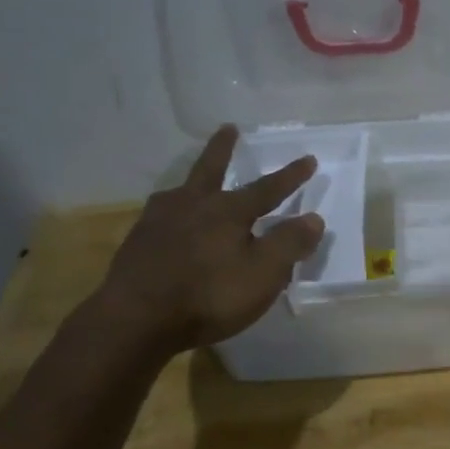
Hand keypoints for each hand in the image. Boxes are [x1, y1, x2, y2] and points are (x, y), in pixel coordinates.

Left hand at [95, 126, 324, 352]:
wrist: (135, 320)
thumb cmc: (209, 295)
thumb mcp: (263, 273)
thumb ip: (290, 243)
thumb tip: (314, 218)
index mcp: (228, 211)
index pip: (267, 189)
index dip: (290, 176)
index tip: (308, 159)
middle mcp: (192, 206)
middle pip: (210, 169)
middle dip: (223, 149)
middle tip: (228, 128)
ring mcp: (158, 222)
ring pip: (179, 193)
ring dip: (190, 184)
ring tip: (192, 186)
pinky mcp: (136, 244)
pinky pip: (159, 219)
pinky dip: (170, 216)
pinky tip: (167, 227)